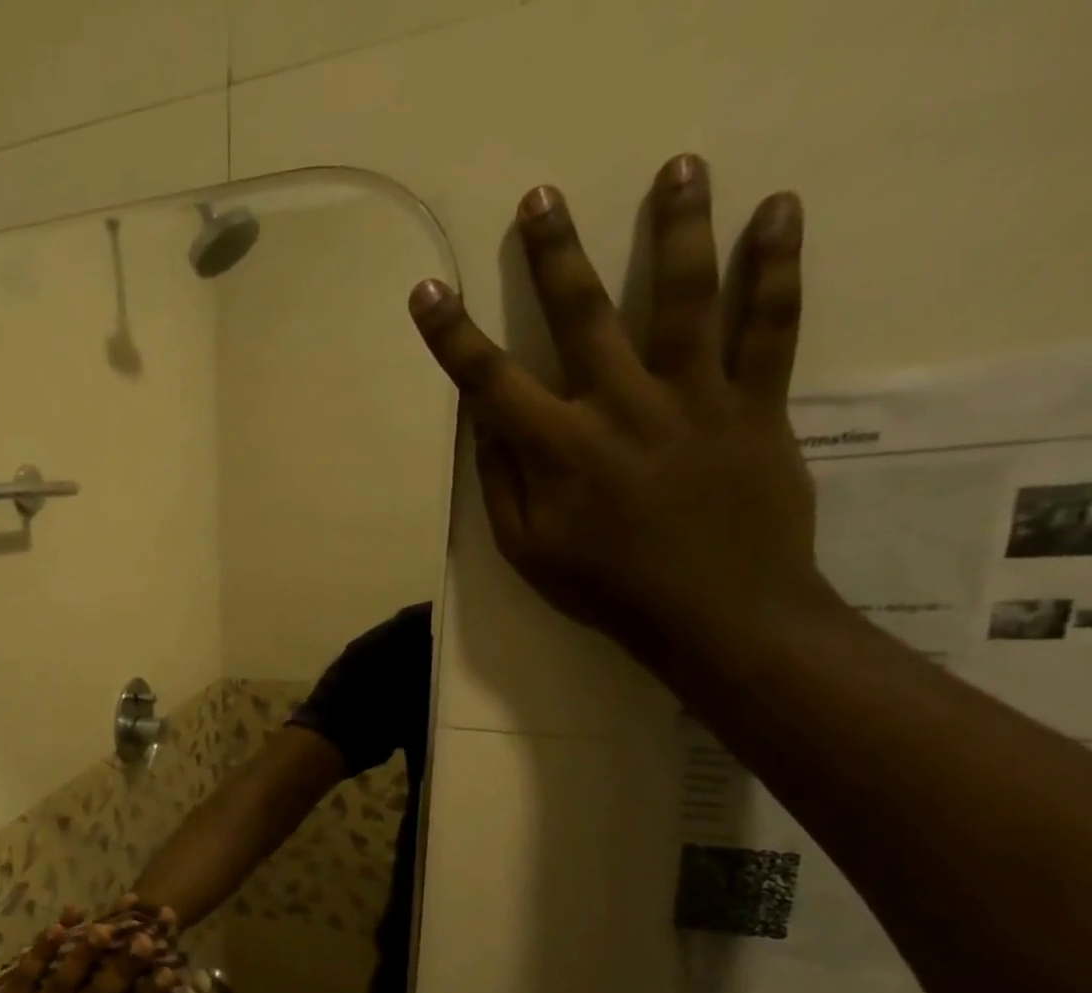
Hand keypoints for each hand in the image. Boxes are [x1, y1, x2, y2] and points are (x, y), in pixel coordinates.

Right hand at [407, 154, 839, 681]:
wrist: (717, 610)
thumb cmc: (606, 586)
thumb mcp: (527, 550)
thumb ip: (502, 484)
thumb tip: (483, 426)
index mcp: (558, 450)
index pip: (490, 382)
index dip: (453, 336)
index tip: (429, 291)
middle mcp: (621, 408)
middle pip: (583, 316)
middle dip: (554, 255)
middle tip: (542, 197)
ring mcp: (694, 398)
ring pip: (684, 298)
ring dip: (678, 227)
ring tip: (678, 165)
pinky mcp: (755, 403)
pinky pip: (771, 326)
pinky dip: (777, 267)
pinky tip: (779, 209)